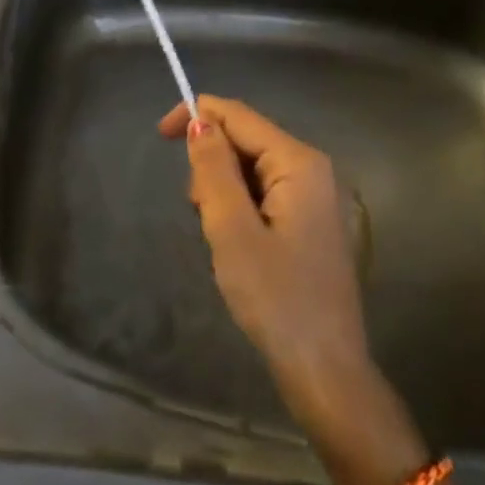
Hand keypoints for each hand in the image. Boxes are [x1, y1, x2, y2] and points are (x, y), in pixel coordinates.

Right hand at [159, 96, 381, 429]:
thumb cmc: (276, 298)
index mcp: (299, 163)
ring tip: (222, 240)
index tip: (159, 137)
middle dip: (212, 166)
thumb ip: (214, 170)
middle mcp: (312, 169)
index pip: (238, 115)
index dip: (196, 115)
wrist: (325, 369)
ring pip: (250, 170)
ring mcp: (314, 197)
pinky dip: (240, 209)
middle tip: (200, 214)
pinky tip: (238, 247)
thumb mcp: (232, 230)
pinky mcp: (309, 222)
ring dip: (223, 192)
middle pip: (245, 141)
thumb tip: (199, 120)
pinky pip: (263, 194)